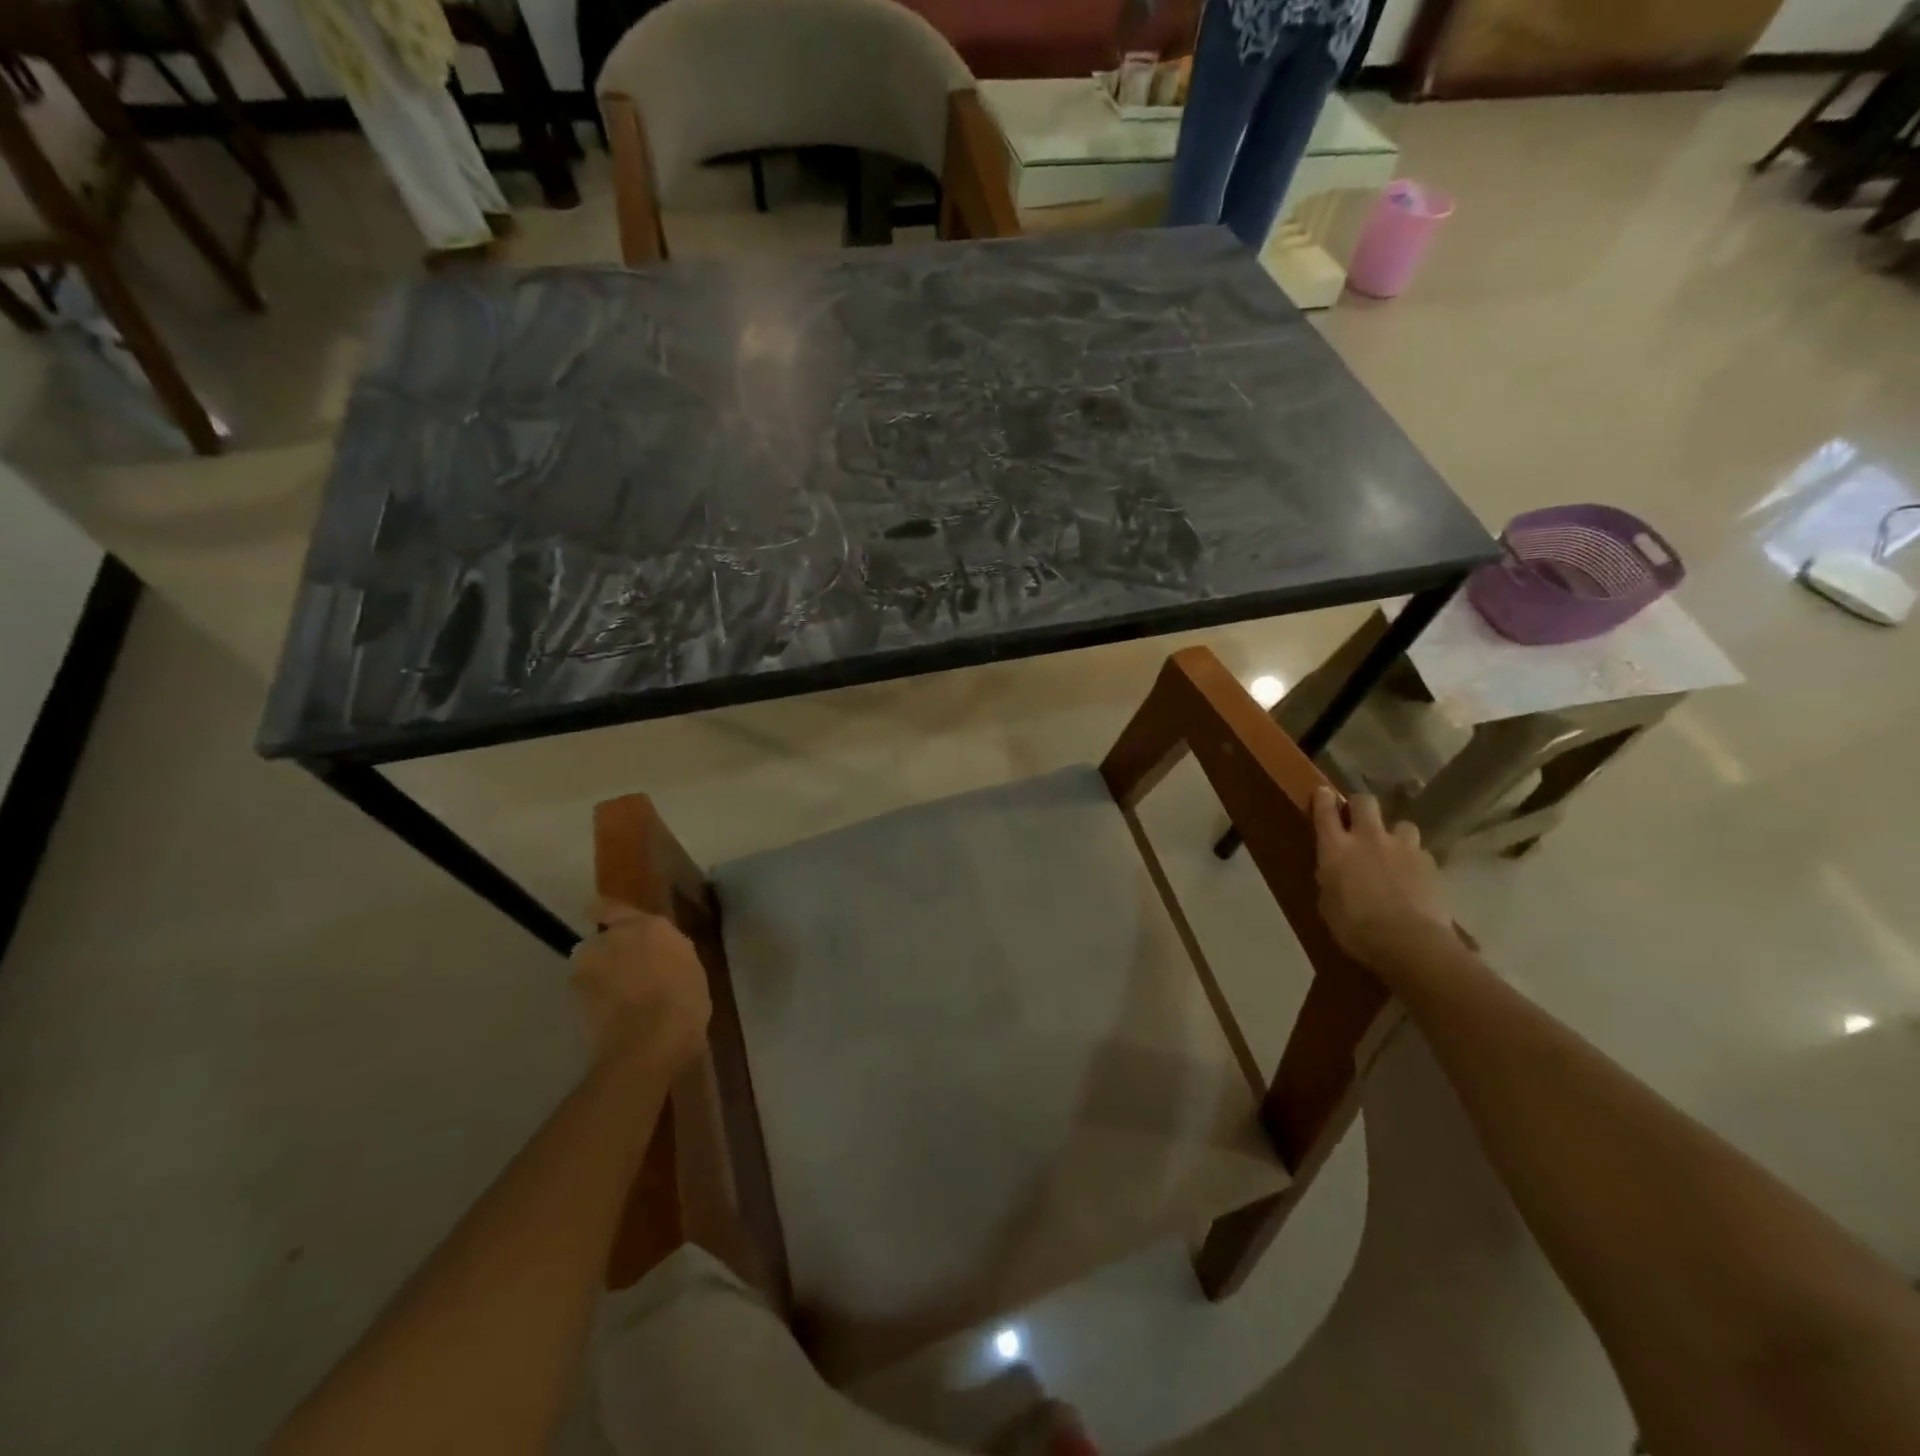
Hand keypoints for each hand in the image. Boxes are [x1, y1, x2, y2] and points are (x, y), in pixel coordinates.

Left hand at [570, 901, 709, 1075]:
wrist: (652, 1040)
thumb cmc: (684, 997)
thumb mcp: (687, 963)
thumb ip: (665, 948)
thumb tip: (655, 951)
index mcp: (647, 925)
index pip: (611, 907)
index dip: (607, 914)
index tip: (609, 922)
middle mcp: (612, 937)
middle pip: (598, 940)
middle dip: (607, 951)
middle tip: (625, 968)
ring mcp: (589, 967)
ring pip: (588, 966)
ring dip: (598, 975)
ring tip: (618, 994)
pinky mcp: (575, 998)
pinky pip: (586, 991)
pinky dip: (595, 998)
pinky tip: (613, 1012)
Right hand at [1312, 788, 1455, 970]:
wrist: (1410, 943)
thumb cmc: (1356, 928)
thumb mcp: (1328, 905)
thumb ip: (1331, 880)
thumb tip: (1336, 872)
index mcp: (1336, 849)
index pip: (1325, 812)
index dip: (1323, 799)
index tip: (1323, 792)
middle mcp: (1368, 838)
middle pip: (1365, 802)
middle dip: (1361, 805)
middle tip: (1359, 818)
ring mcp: (1403, 848)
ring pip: (1401, 824)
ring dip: (1395, 834)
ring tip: (1395, 851)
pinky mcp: (1430, 863)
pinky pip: (1420, 852)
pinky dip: (1415, 860)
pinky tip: (1414, 877)